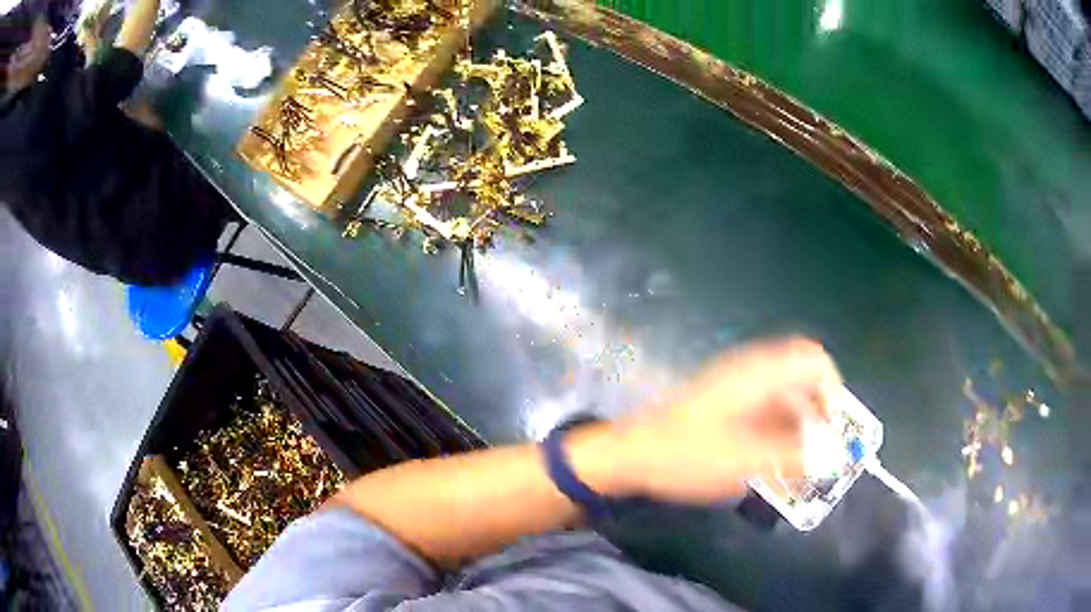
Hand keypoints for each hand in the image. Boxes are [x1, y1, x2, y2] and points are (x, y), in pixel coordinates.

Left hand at [572, 337, 841, 503]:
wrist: (630, 455)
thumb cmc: (685, 456)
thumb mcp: (744, 462)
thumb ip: (794, 457)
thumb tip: (833, 455)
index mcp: (758, 373)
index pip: (814, 359)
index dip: (832, 391)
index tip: (831, 429)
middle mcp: (750, 370)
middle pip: (802, 377)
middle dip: (817, 412)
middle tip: (817, 449)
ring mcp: (735, 384)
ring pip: (784, 395)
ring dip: (798, 424)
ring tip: (796, 461)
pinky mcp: (724, 401)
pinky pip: (764, 407)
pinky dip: (777, 428)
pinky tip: (771, 458)